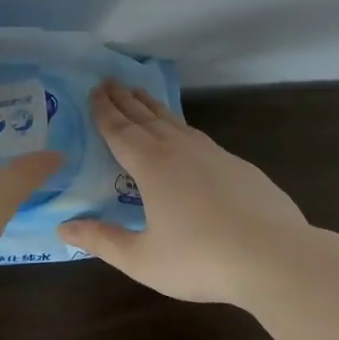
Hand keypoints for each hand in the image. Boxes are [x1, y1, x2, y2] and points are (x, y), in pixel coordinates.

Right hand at [58, 81, 311, 303]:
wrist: (275, 257)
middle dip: (124, 99)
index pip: (119, 131)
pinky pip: (198, 136)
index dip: (104, 111)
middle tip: (109, 81)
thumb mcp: (142, 258)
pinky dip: (181, 126)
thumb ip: (102, 241)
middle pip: (145, 118)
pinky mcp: (238, 166)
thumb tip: (63, 227)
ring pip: (174, 121)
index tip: (93, 90)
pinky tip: (184, 134)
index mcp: (151, 166)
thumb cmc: (201, 259)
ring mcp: (212, 154)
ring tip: (140, 94)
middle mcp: (179, 150)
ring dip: (152, 106)